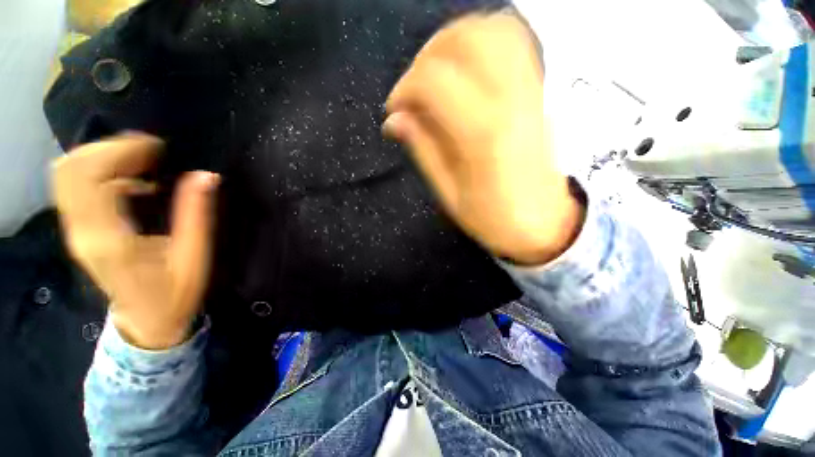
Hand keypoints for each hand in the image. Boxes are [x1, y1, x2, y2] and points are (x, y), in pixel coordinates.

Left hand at [52, 133, 219, 348]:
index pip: (91, 178)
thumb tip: (206, 176)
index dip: (120, 152)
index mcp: (110, 240)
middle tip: (149, 149)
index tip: (157, 147)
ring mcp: (75, 231)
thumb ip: (197, 216)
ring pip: (67, 174)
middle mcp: (82, 232)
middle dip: (108, 148)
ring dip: (102, 156)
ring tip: (141, 159)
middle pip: (70, 169)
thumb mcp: (194, 257)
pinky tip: (131, 179)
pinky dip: (99, 171)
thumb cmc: (174, 294)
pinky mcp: (79, 230)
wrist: (146, 322)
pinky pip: (75, 187)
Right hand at [384, 12, 583, 264]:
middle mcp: (511, 100)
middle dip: (426, 57)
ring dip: (454, 42)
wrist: (545, 223)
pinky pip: (514, 42)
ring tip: (435, 74)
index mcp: (483, 133)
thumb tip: (394, 120)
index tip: (394, 112)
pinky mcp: (539, 92)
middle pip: (465, 39)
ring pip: (493, 29)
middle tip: (413, 89)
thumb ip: (423, 150)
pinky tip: (465, 70)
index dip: (404, 89)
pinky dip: (482, 43)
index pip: (434, 81)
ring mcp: (532, 90)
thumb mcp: (449, 194)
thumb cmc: (494, 218)